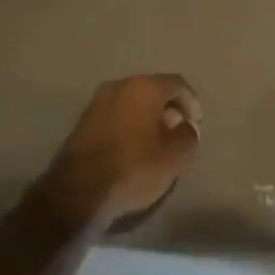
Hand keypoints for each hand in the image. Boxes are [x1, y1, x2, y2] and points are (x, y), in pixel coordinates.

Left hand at [39, 74, 202, 231]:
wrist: (78, 190)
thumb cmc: (134, 167)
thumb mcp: (175, 156)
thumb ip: (188, 135)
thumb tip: (185, 126)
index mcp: (144, 87)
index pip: (178, 84)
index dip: (192, 103)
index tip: (195, 126)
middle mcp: (119, 85)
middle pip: (153, 90)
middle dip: (168, 109)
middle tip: (178, 132)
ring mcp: (97, 102)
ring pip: (132, 103)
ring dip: (147, 118)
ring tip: (156, 143)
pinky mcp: (83, 121)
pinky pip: (116, 116)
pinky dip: (129, 126)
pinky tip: (133, 149)